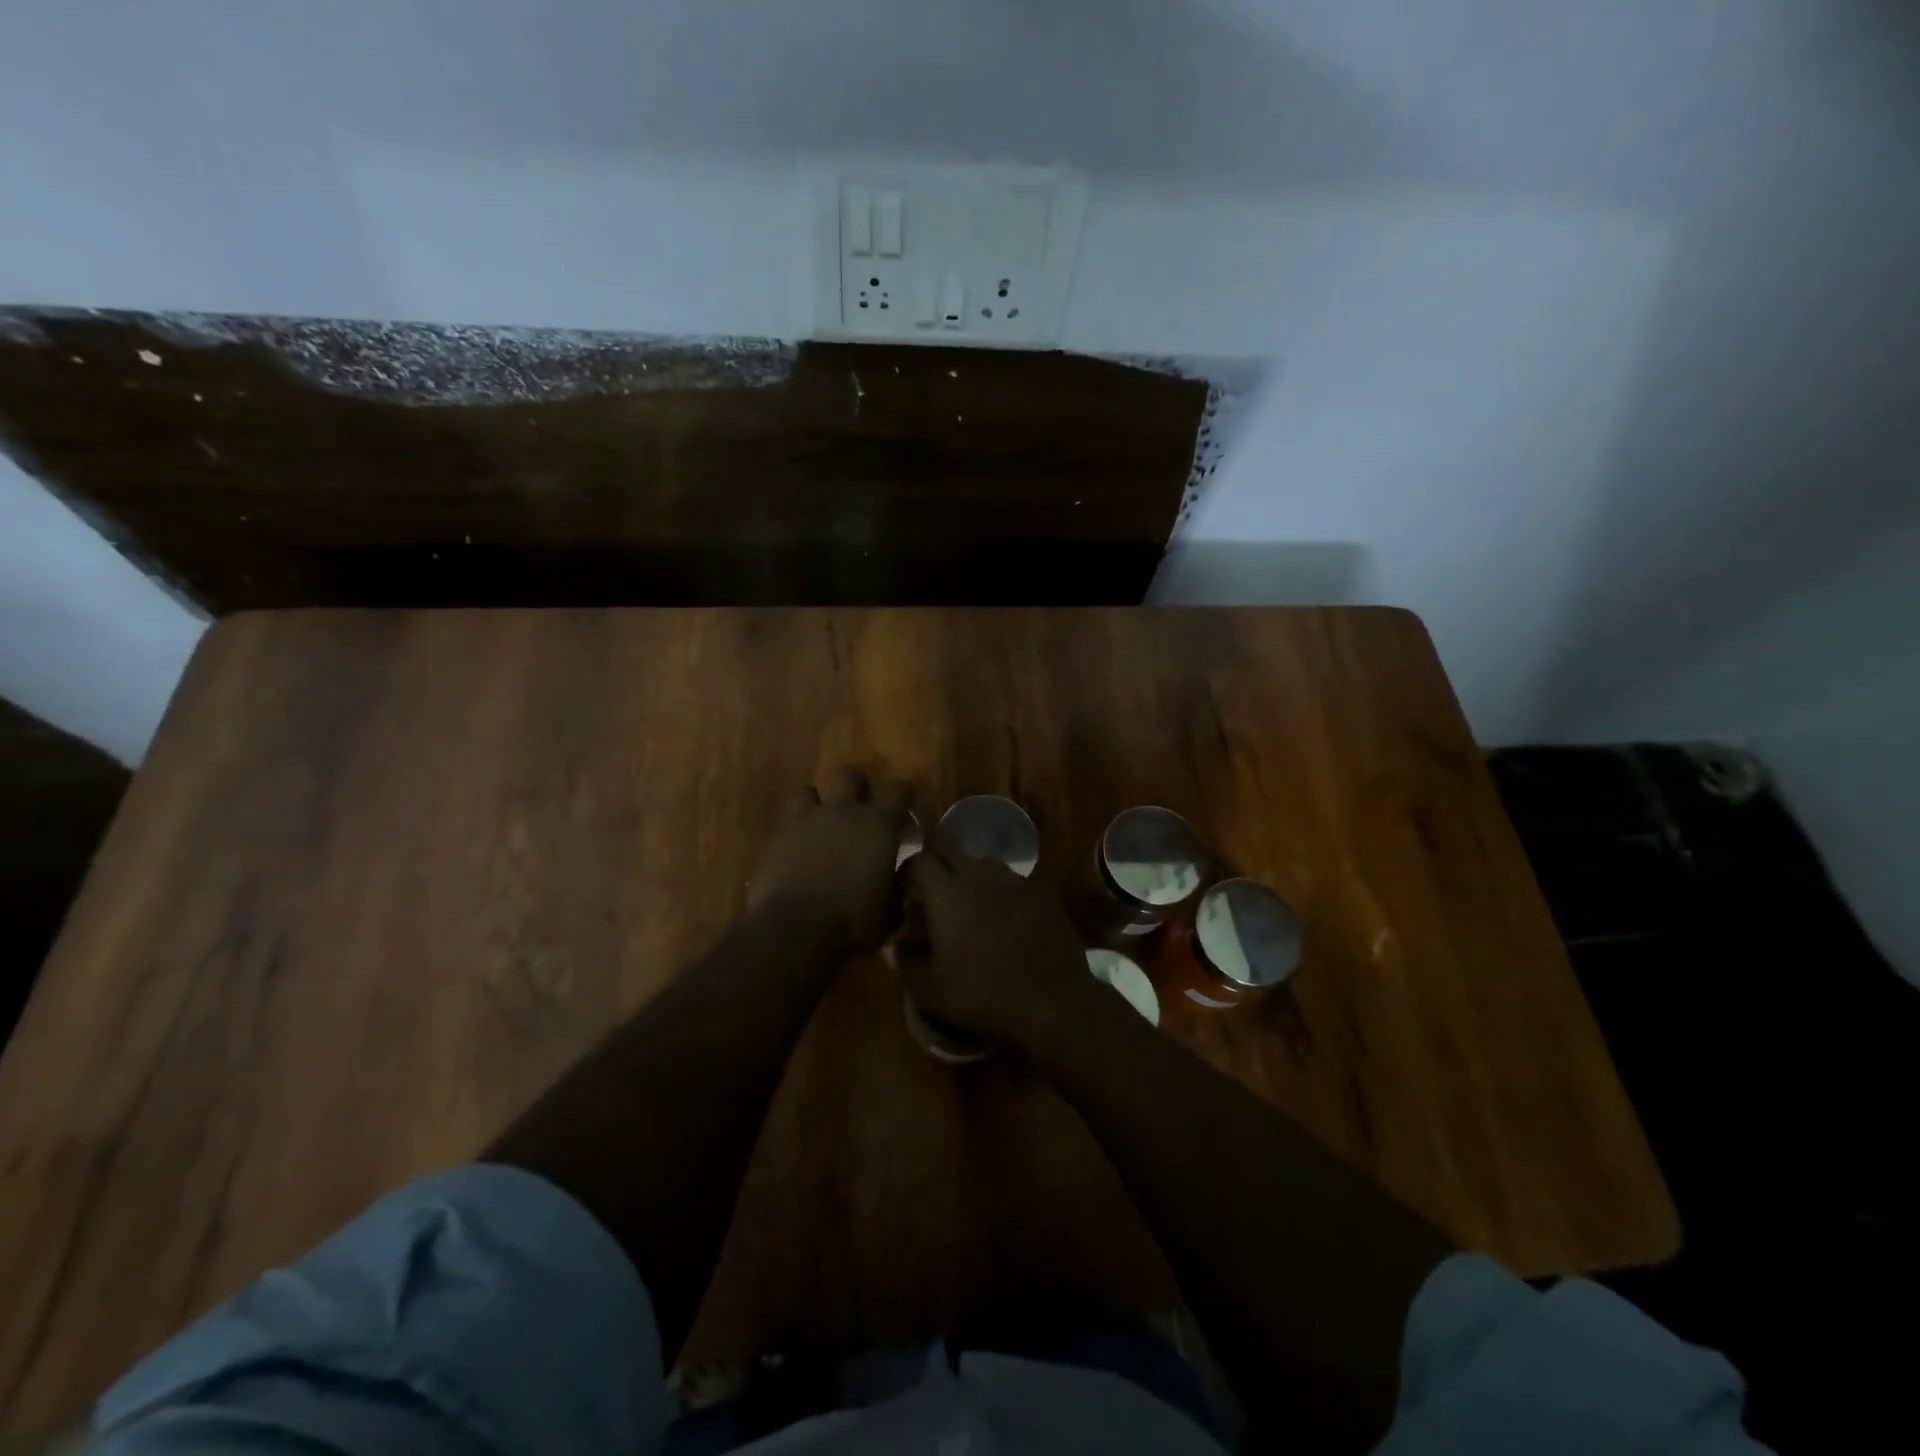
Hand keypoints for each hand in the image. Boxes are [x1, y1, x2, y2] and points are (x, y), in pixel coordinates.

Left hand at [749, 768, 910, 953]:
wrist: (796, 930)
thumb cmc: (853, 922)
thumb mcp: (889, 911)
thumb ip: (897, 885)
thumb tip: (901, 874)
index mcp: (879, 825)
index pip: (899, 792)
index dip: (904, 796)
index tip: (905, 808)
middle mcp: (844, 812)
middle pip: (850, 776)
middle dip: (856, 787)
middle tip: (858, 808)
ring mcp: (806, 820)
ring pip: (808, 790)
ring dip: (815, 803)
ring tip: (818, 823)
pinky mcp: (777, 836)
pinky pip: (786, 821)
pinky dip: (793, 831)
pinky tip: (795, 849)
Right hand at [898, 848, 1099, 1055]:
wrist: (1052, 1002)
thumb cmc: (982, 994)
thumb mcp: (930, 990)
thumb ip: (904, 963)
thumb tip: (893, 947)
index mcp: (947, 891)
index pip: (918, 860)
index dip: (907, 872)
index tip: (904, 893)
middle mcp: (980, 874)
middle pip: (952, 851)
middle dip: (938, 866)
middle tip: (933, 895)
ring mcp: (1015, 881)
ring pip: (984, 864)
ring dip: (970, 877)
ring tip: (968, 905)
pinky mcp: (1042, 893)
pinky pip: (1012, 882)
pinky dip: (1000, 892)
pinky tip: (1003, 919)